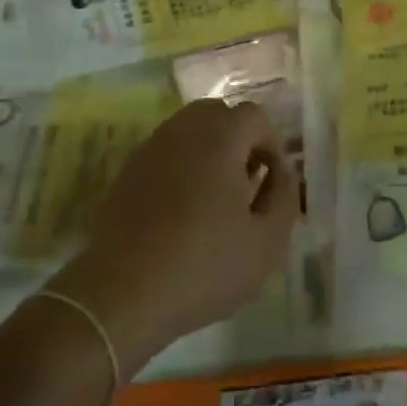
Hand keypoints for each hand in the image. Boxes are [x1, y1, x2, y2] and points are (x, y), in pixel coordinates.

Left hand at [48, 98, 297, 373]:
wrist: (121, 292)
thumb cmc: (203, 266)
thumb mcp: (266, 242)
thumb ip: (284, 197)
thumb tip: (281, 171)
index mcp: (220, 137)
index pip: (254, 115)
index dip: (270, 143)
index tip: (271, 181)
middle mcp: (184, 129)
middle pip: (219, 113)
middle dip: (239, 140)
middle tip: (246, 182)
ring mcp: (151, 147)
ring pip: (189, 129)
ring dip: (209, 150)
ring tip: (215, 197)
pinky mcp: (128, 169)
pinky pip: (165, 151)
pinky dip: (181, 165)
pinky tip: (182, 209)